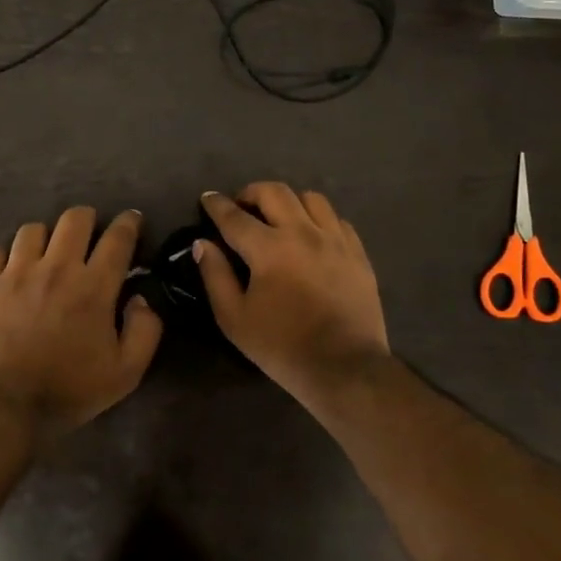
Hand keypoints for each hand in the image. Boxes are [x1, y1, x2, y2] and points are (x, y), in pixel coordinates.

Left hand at [0, 206, 162, 438]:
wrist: (4, 406)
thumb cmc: (69, 390)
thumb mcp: (125, 373)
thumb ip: (145, 330)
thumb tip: (141, 298)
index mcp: (93, 287)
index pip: (118, 238)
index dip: (129, 223)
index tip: (132, 220)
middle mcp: (56, 268)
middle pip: (75, 218)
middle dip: (89, 220)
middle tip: (90, 237)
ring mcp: (16, 273)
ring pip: (33, 229)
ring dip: (46, 237)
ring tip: (47, 254)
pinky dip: (6, 257)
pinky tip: (11, 272)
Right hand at [197, 183, 389, 410]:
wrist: (345, 367)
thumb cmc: (282, 346)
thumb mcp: (234, 319)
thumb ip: (215, 275)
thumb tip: (203, 243)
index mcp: (269, 249)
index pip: (234, 216)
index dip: (216, 204)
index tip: (207, 198)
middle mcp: (303, 233)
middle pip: (274, 192)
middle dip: (251, 192)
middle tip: (241, 207)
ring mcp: (335, 240)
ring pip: (310, 198)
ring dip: (287, 201)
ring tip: (278, 217)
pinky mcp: (357, 253)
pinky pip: (336, 219)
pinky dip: (317, 219)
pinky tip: (311, 235)